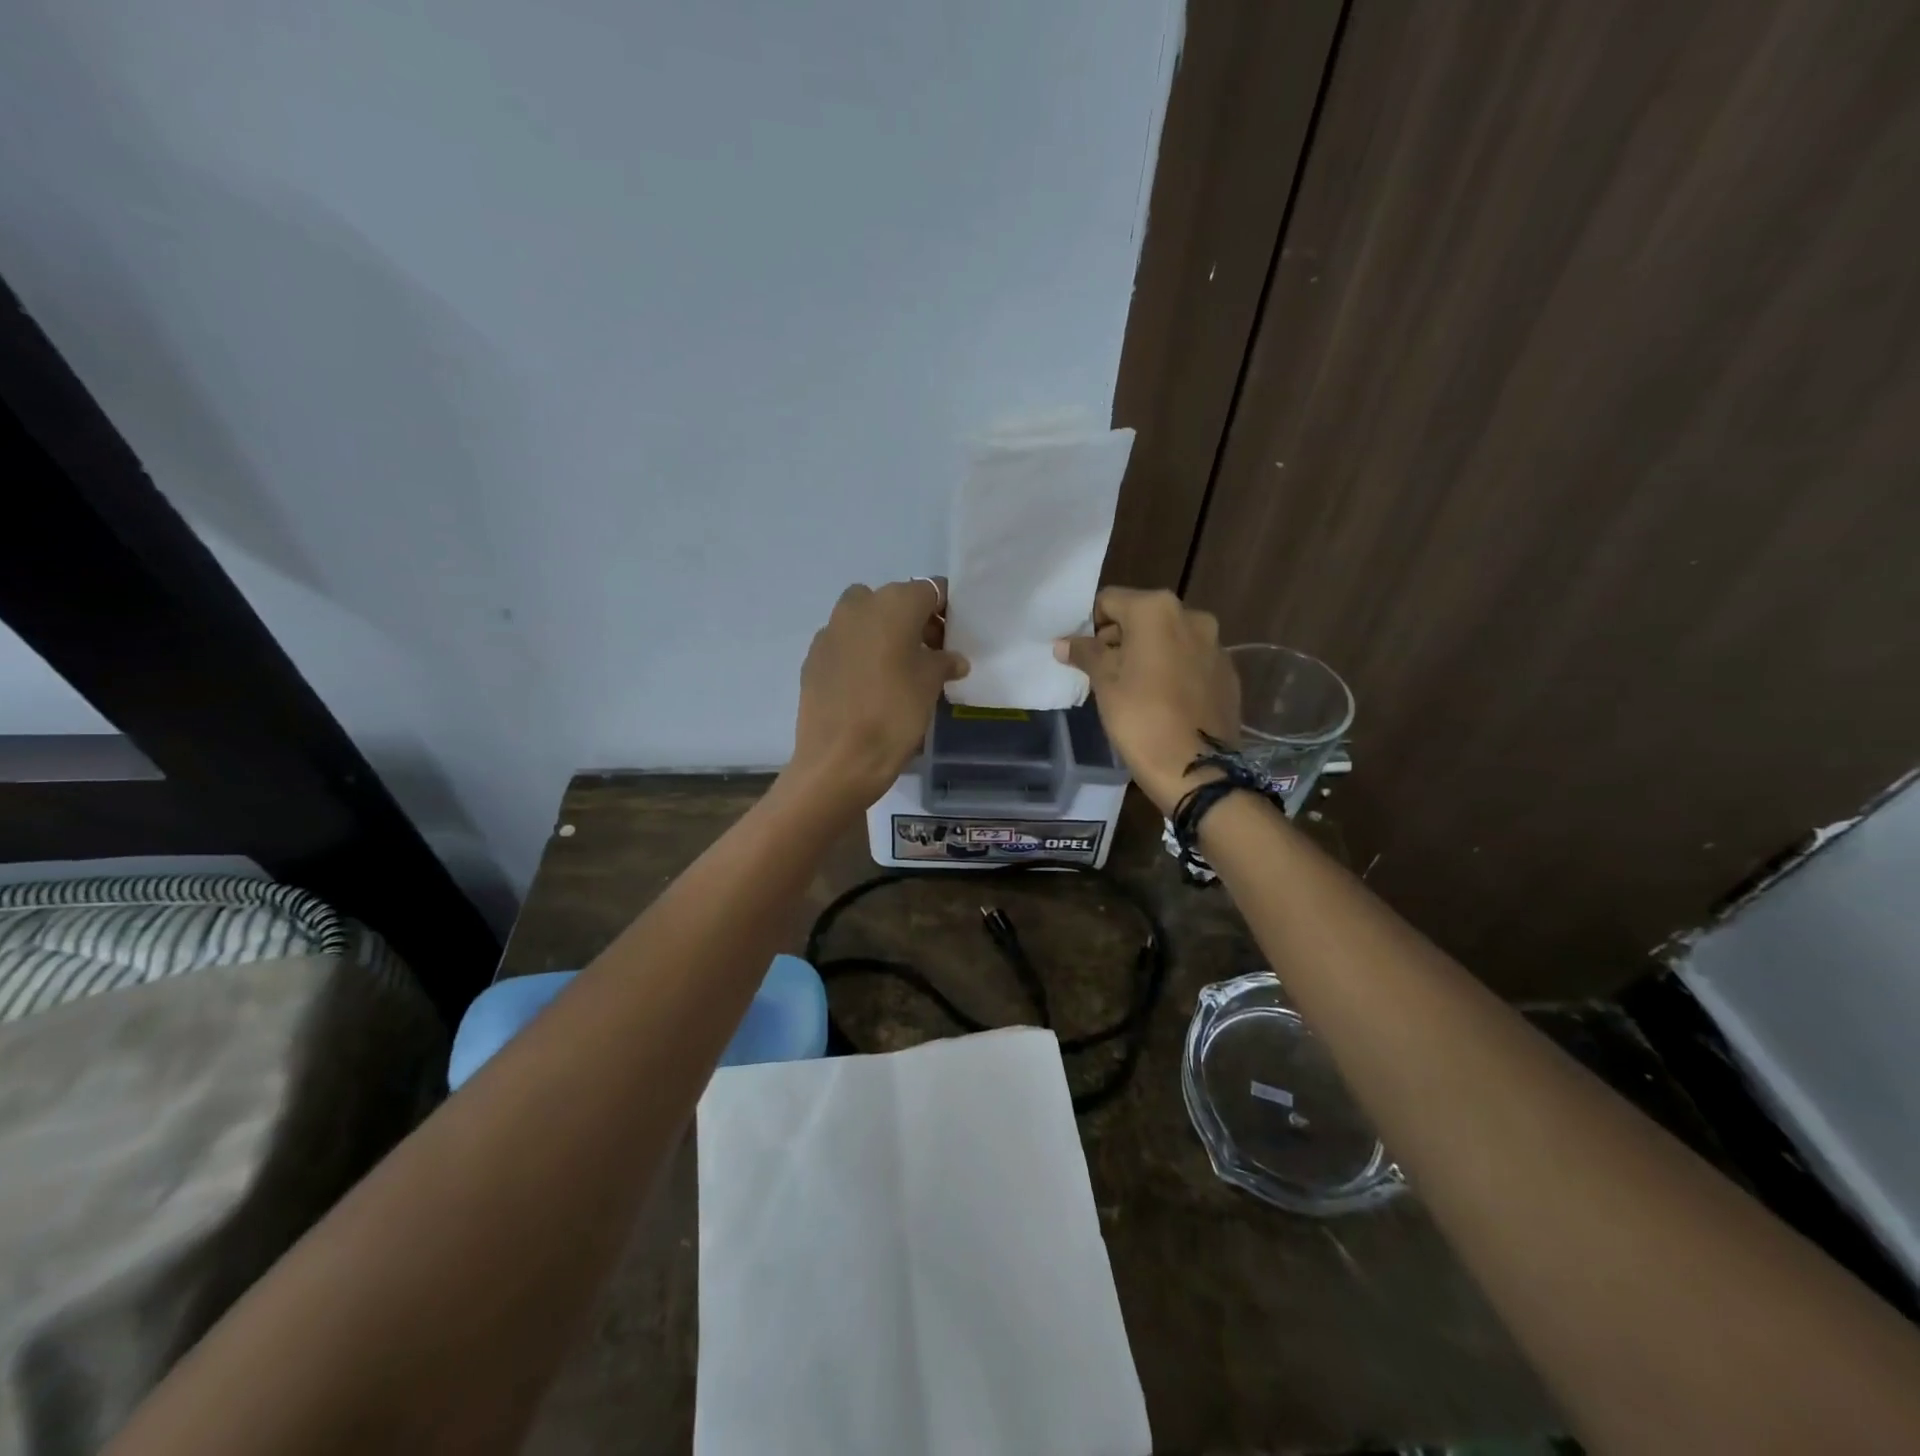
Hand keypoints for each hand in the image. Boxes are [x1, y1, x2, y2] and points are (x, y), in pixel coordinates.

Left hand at [789, 579, 968, 807]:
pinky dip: (861, 653)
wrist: (839, 759)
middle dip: (914, 621)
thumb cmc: (895, 713)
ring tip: (900, 669)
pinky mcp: (812, 657)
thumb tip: (952, 659)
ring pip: (865, 619)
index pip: (930, 590)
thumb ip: (944, 662)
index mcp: (893, 603)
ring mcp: (830, 630)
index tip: (955, 634)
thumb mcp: (931, 685)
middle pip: (895, 601)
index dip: (946, 610)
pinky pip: (845, 644)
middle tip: (931, 653)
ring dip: (884, 634)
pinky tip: (870, 684)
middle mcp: (858, 606)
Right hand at [1055, 587, 1239, 812]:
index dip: (1090, 625)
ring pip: (1169, 639)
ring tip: (1134, 690)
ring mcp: (1216, 645)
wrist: (1198, 770)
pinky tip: (1164, 702)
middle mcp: (1192, 616)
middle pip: (1142, 617)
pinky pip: (1191, 661)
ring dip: (1149, 654)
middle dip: (1121, 639)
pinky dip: (1174, 671)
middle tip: (1104, 674)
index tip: (1082, 654)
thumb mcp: (1105, 685)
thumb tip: (1065, 642)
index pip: (1110, 601)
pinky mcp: (1228, 673)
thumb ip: (1086, 654)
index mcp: (1156, 610)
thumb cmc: (1141, 720)